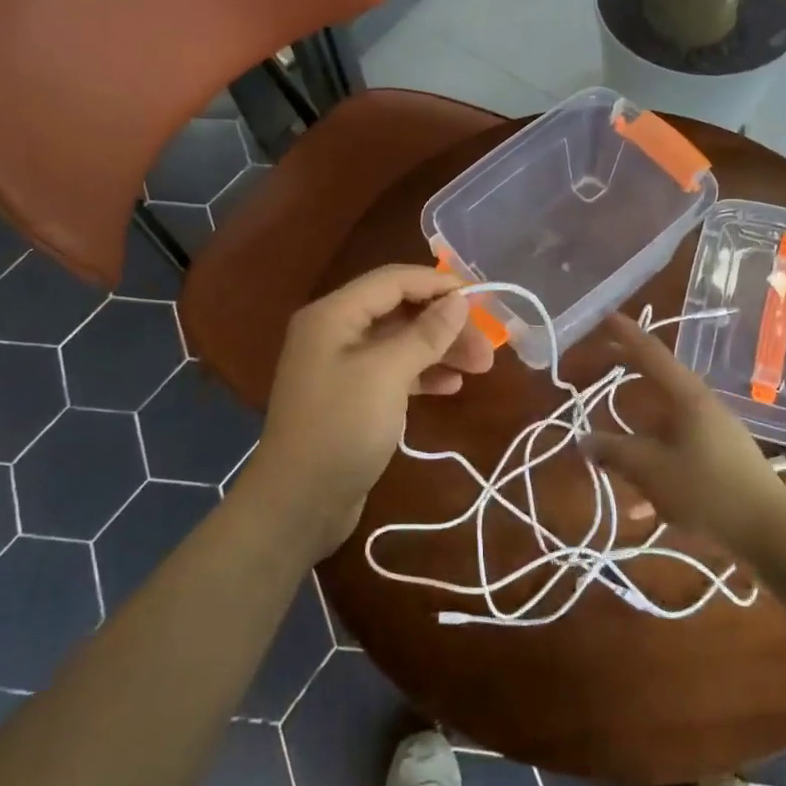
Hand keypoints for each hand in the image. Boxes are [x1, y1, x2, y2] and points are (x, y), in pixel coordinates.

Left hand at [241, 264, 496, 559]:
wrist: (298, 504)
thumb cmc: (340, 428)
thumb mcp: (386, 375)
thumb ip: (425, 334)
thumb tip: (458, 300)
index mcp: (334, 315)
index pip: (393, 280)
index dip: (438, 284)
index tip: (481, 299)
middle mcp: (336, 332)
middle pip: (400, 311)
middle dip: (445, 324)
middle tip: (487, 347)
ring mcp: (343, 366)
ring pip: (401, 342)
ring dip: (441, 349)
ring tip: (482, 367)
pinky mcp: (353, 396)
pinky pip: (394, 371)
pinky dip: (424, 373)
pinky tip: (453, 386)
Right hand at [581, 315, 785, 554]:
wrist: (772, 535)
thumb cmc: (709, 492)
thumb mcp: (652, 471)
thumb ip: (615, 453)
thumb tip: (584, 440)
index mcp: (688, 398)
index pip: (652, 355)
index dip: (627, 335)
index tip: (607, 317)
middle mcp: (703, 408)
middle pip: (659, 388)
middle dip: (630, 383)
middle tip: (604, 364)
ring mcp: (716, 435)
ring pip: (667, 428)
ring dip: (640, 442)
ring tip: (613, 463)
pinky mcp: (723, 462)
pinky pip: (679, 455)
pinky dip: (658, 470)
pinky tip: (642, 506)